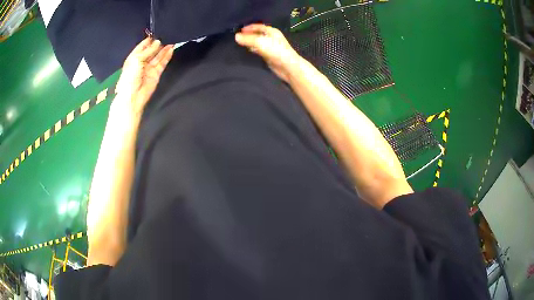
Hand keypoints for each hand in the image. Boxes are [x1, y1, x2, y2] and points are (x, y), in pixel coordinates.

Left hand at [114, 37, 173, 117]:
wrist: (133, 97)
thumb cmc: (130, 77)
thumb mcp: (136, 60)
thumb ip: (148, 50)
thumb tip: (158, 42)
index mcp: (133, 58)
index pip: (142, 46)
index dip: (149, 40)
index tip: (156, 32)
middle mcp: (142, 62)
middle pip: (151, 50)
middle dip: (158, 43)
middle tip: (166, 34)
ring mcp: (149, 68)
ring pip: (158, 56)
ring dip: (164, 49)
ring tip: (172, 39)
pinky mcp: (156, 73)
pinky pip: (162, 63)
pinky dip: (167, 56)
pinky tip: (171, 49)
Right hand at [235, 24, 300, 82]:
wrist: (288, 67)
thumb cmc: (276, 51)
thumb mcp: (260, 42)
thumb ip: (248, 39)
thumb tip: (236, 36)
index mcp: (272, 31)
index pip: (258, 26)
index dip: (249, 27)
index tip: (239, 30)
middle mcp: (272, 37)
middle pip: (258, 34)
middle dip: (248, 35)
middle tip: (237, 37)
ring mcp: (271, 47)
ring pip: (258, 42)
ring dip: (250, 42)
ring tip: (239, 44)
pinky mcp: (270, 56)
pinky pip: (259, 50)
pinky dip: (253, 50)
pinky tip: (247, 52)